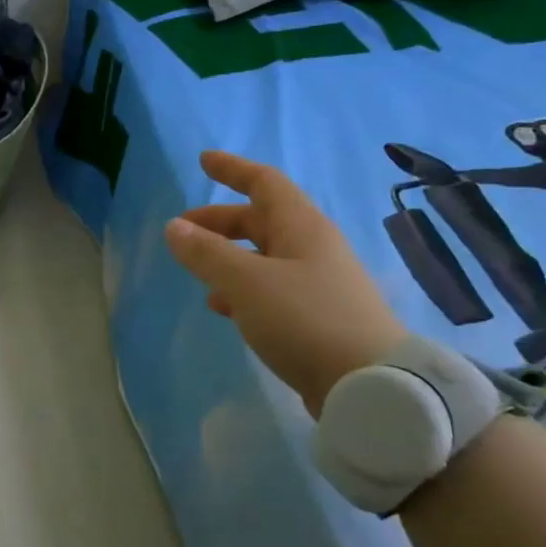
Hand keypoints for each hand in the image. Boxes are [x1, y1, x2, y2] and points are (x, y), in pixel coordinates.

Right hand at [164, 151, 404, 416]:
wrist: (371, 385)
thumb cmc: (305, 319)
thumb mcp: (246, 282)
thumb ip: (206, 253)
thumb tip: (174, 227)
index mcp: (302, 228)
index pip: (265, 183)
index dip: (233, 169)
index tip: (204, 161)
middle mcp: (312, 248)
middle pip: (260, 220)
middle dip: (219, 220)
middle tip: (182, 229)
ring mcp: (317, 283)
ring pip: (263, 256)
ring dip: (227, 256)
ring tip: (196, 270)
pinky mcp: (316, 317)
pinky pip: (270, 288)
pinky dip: (241, 288)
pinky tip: (223, 307)